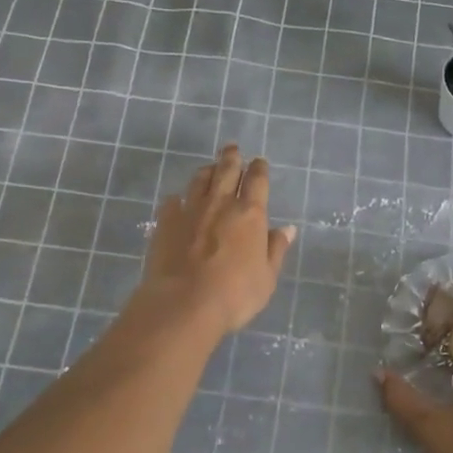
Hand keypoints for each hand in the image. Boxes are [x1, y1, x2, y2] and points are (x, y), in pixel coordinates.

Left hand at [137, 144, 294, 334]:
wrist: (184, 303)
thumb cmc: (235, 294)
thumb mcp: (267, 277)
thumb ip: (276, 250)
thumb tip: (287, 229)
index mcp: (250, 214)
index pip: (257, 181)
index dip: (259, 169)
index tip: (259, 162)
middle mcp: (220, 203)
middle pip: (226, 170)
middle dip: (231, 157)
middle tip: (232, 148)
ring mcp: (190, 210)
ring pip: (199, 180)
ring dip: (207, 171)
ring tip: (209, 168)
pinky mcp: (165, 222)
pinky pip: (173, 202)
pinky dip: (178, 199)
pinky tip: (178, 201)